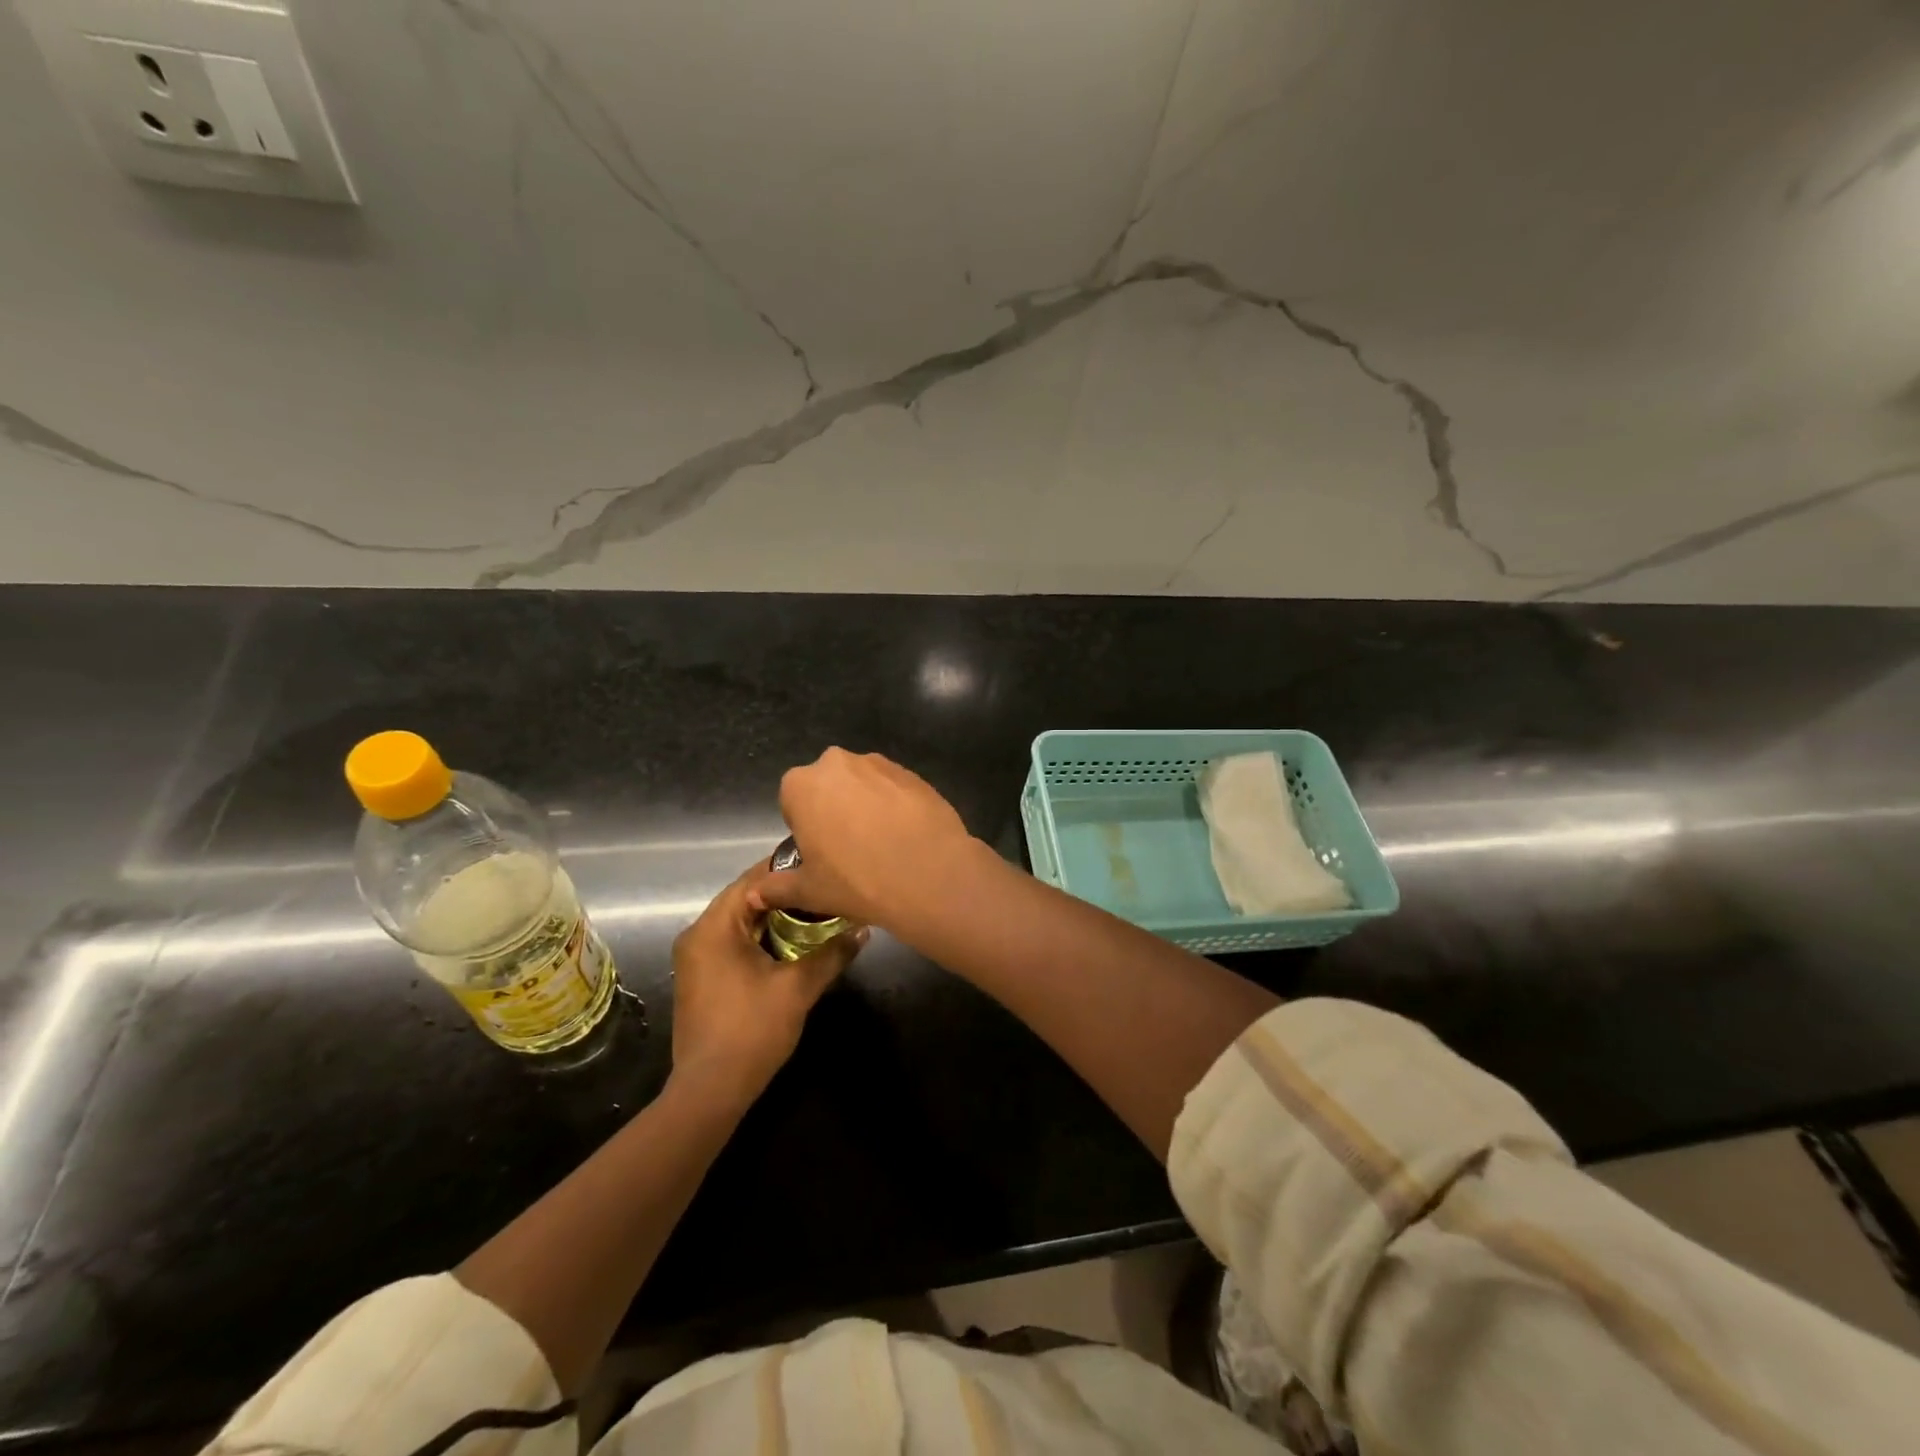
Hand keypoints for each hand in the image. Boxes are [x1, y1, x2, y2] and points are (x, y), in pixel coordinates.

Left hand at [670, 862, 865, 1102]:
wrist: (711, 1090)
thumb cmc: (752, 1030)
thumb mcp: (798, 987)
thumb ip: (832, 953)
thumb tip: (864, 930)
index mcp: (713, 928)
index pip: (751, 881)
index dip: (787, 871)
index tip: (821, 866)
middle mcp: (697, 936)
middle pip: (744, 900)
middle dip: (785, 896)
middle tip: (824, 890)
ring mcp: (695, 959)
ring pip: (740, 923)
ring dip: (774, 918)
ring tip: (816, 913)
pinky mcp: (701, 978)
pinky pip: (733, 943)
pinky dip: (761, 938)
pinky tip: (792, 944)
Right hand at [750, 748, 979, 932]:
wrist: (928, 875)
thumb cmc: (856, 881)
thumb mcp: (809, 891)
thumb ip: (776, 888)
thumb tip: (754, 895)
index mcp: (802, 785)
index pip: (793, 801)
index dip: (806, 828)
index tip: (821, 853)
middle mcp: (837, 763)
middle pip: (828, 786)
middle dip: (835, 810)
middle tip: (850, 849)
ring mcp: (879, 763)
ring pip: (863, 784)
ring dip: (866, 805)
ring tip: (882, 844)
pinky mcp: (913, 773)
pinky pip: (895, 788)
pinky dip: (896, 806)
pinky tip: (906, 836)